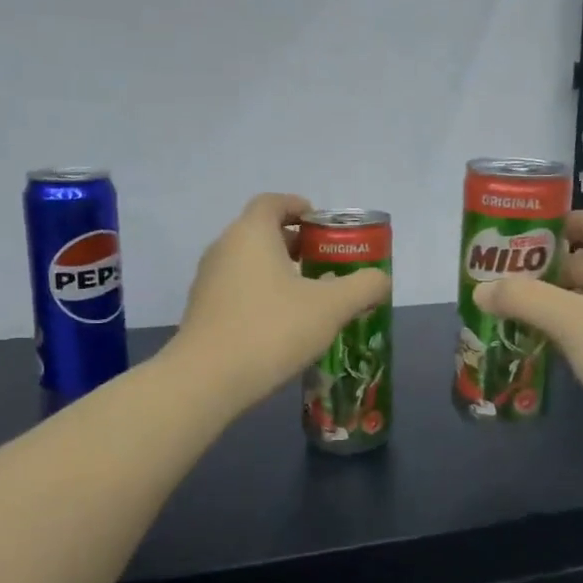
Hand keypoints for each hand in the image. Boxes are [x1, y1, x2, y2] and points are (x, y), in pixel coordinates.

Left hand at [171, 193, 390, 410]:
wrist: (206, 380)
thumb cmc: (272, 330)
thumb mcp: (331, 308)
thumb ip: (363, 287)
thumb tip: (380, 279)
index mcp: (251, 233)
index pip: (273, 202)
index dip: (299, 207)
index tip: (323, 226)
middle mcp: (224, 248)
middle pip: (261, 231)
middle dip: (295, 242)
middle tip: (325, 262)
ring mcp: (208, 280)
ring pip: (248, 262)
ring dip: (278, 270)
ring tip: (308, 296)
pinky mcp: (202, 310)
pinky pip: (237, 288)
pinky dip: (260, 293)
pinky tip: (281, 323)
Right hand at [472, 210, 582, 482]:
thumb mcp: (580, 324)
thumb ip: (528, 300)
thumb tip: (481, 290)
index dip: (575, 222)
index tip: (532, 231)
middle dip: (554, 271)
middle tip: (504, 276)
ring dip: (558, 305)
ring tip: (508, 307)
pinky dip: (572, 334)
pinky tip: (535, 341)